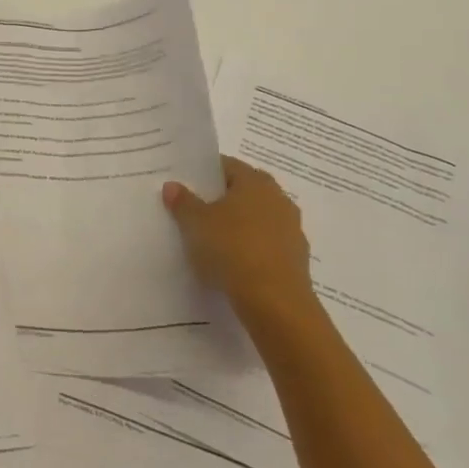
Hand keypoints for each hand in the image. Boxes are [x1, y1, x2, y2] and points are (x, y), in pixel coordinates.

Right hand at [163, 155, 315, 328]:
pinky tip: (232, 264)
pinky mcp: (296, 259)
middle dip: (222, 200)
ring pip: (257, 219)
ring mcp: (291, 230)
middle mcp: (278, 199)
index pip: (227, 166)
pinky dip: (250, 249)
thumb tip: (172, 185)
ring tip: (211, 241)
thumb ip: (183, 202)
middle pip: (244, 192)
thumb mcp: (196, 223)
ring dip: (238, 226)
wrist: (275, 301)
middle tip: (195, 212)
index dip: (205, 174)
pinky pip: (266, 245)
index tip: (186, 186)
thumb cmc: (232, 249)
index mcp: (255, 181)